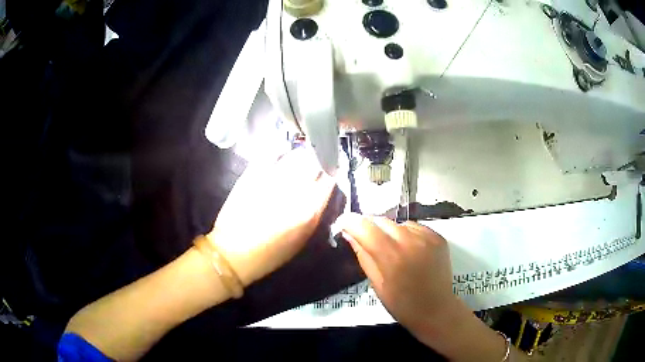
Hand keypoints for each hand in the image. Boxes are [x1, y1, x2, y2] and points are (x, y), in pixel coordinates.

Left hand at [208, 148, 335, 286]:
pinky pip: (273, 152)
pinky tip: (281, 156)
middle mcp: (294, 190)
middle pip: (315, 162)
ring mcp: (272, 178)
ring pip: (296, 154)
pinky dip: (280, 151)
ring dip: (301, 156)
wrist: (233, 251)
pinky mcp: (254, 172)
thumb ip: (316, 211)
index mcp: (309, 209)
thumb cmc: (271, 252)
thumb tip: (322, 189)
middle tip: (314, 166)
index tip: (329, 173)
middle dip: (318, 162)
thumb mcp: (303, 238)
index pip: (329, 179)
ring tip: (298, 162)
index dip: (331, 174)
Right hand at [338, 214, 458, 334]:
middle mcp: (410, 241)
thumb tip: (349, 234)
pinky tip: (409, 250)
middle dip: (370, 228)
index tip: (343, 224)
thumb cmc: (402, 304)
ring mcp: (427, 237)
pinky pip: (415, 228)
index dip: (351, 222)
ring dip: (389, 232)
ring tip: (392, 249)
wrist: (436, 309)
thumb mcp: (376, 284)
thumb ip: (363, 256)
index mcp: (391, 256)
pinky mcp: (438, 237)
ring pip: (398, 224)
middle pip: (382, 221)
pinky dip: (407, 235)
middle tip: (367, 241)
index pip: (365, 227)